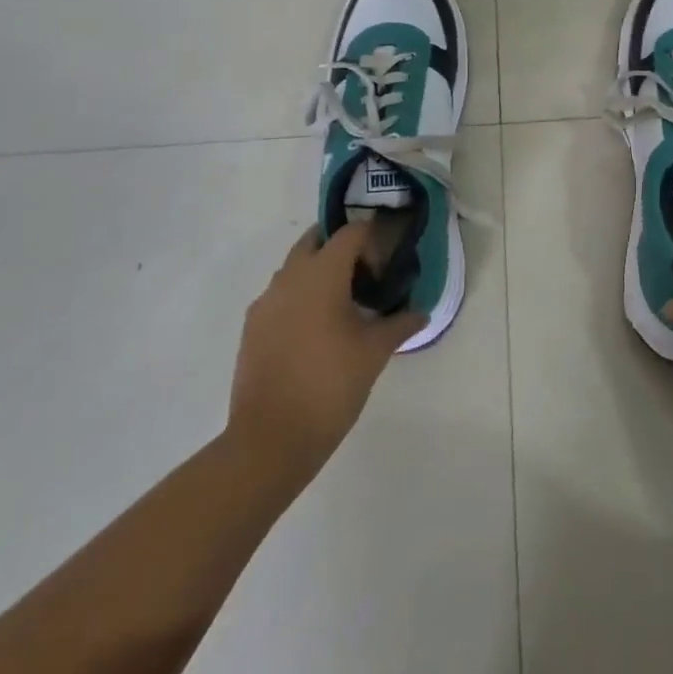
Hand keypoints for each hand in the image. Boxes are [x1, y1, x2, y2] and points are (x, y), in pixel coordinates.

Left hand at [226, 224, 425, 489]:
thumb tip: (420, 312)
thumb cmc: (329, 386)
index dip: (373, 239)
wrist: (269, 441)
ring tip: (343, 306)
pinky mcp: (252, 327)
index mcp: (322, 274)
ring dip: (319, 272)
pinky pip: (280, 295)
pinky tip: (316, 331)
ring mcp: (266, 301)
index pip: (350, 232)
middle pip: (316, 240)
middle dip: (342, 248)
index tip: (387, 264)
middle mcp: (289, 277)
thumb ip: (400, 324)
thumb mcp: (374, 353)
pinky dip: (300, 297)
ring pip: (295, 267)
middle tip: (366, 276)